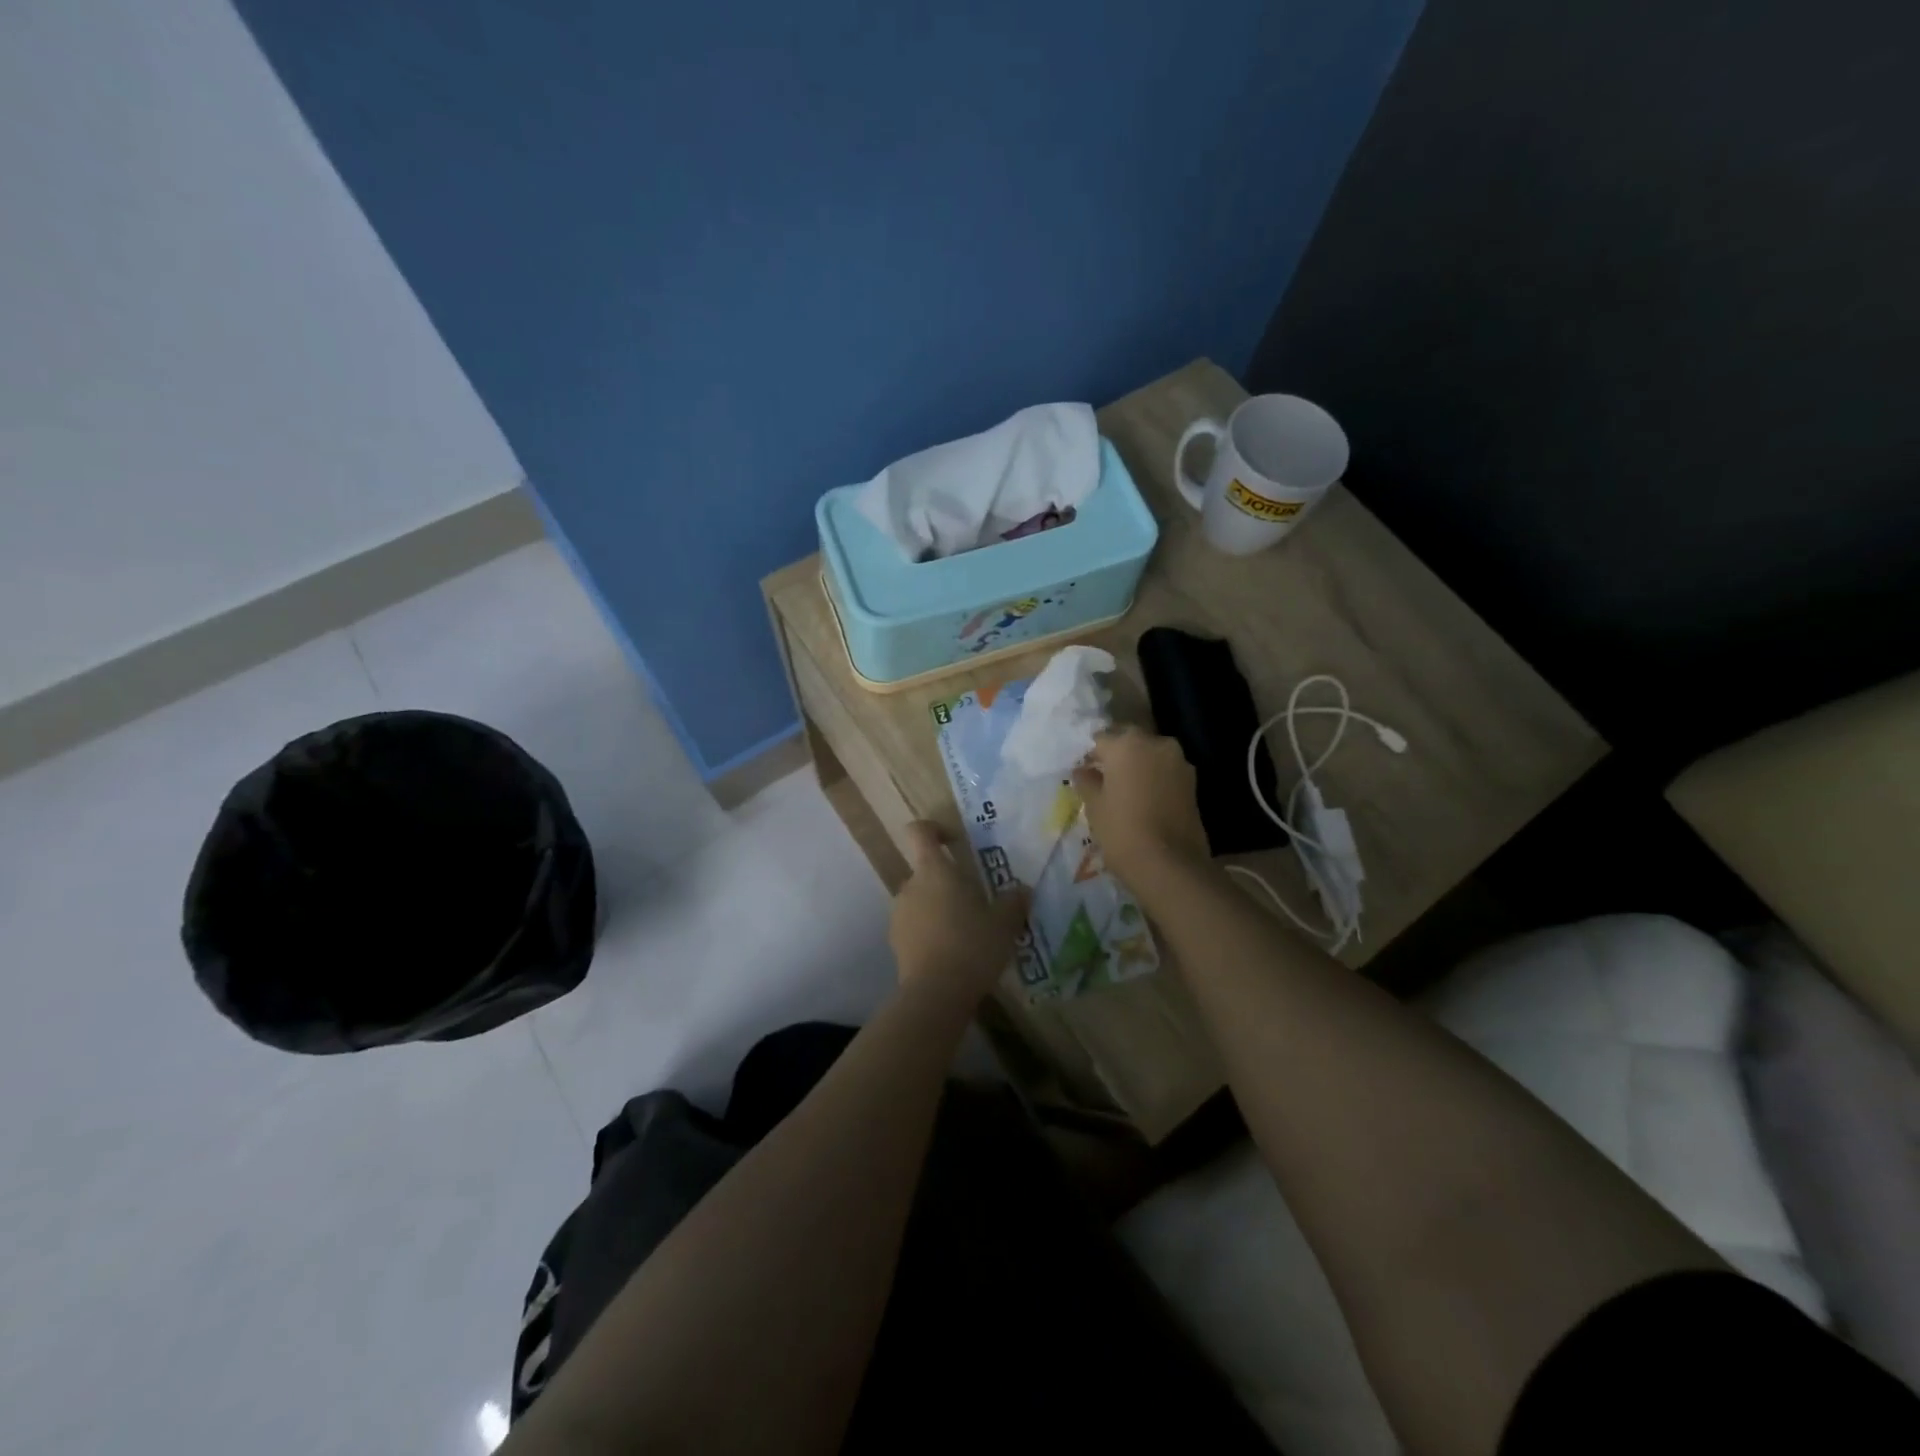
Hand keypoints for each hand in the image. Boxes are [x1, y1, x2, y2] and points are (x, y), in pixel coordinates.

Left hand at [888, 821, 1030, 1001]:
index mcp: (934, 870)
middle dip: (949, 882)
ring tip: (967, 933)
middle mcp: (910, 886)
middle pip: (926, 871)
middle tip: (977, 903)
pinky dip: (931, 932)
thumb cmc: (972, 945)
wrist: (936, 994)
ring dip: (940, 909)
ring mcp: (899, 915)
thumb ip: (1014, 901)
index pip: (919, 832)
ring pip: (921, 900)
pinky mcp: (896, 942)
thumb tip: (1022, 890)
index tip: (955, 842)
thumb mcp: (1005, 923)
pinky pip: (916, 926)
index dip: (934, 829)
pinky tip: (953, 954)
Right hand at [1072, 727, 1210, 889]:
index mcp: (1126, 744)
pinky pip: (1166, 771)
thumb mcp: (1094, 806)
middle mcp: (1156, 743)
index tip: (1085, 772)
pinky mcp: (1193, 782)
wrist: (1170, 864)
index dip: (1090, 755)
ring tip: (1126, 790)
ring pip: (1151, 755)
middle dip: (1117, 755)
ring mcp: (1179, 761)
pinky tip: (1145, 799)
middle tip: (1104, 779)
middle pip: (1129, 742)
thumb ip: (1087, 781)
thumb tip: (1084, 770)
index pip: (1100, 739)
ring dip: (1138, 766)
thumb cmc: (1122, 830)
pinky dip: (1155, 779)